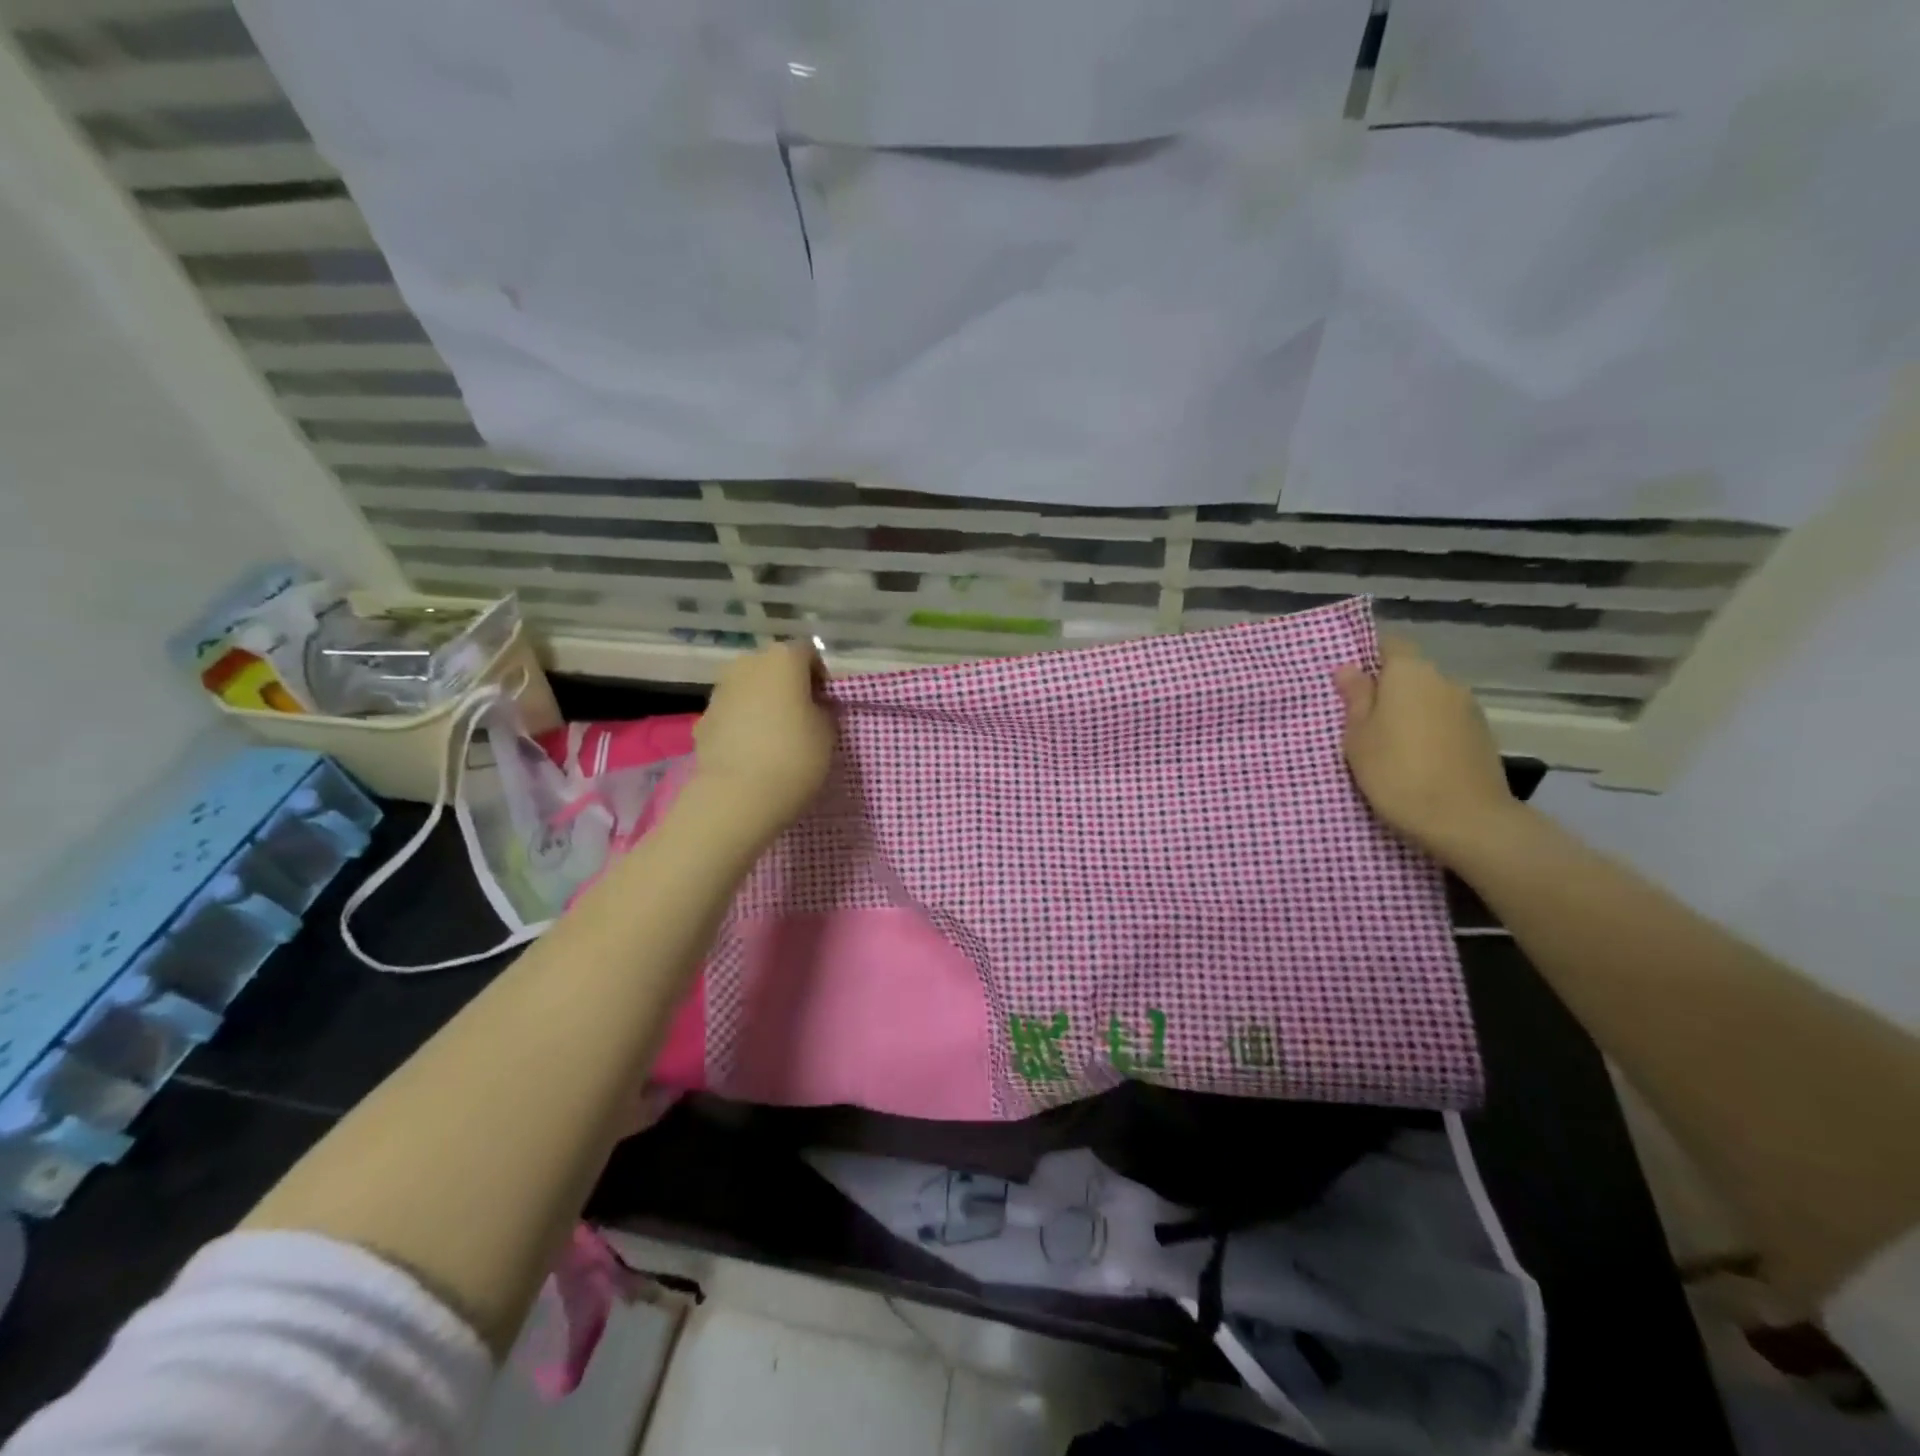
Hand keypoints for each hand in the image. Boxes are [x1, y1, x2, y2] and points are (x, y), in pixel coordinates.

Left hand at [691, 641, 835, 843]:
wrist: (737, 796)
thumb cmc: (794, 756)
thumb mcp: (828, 732)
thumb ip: (823, 710)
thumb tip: (813, 706)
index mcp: (783, 659)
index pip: (808, 653)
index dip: (820, 676)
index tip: (826, 703)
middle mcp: (747, 664)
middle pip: (774, 667)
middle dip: (788, 686)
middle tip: (802, 717)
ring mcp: (720, 690)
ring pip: (749, 689)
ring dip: (762, 703)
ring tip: (775, 737)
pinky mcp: (702, 719)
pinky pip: (731, 713)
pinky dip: (742, 724)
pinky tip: (751, 752)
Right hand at [1332, 637, 1520, 862]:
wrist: (1466, 820)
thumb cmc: (1397, 773)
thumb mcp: (1358, 737)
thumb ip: (1355, 698)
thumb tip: (1349, 668)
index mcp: (1410, 674)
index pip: (1390, 643)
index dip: (1369, 654)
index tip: (1350, 679)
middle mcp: (1444, 681)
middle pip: (1410, 673)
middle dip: (1387, 689)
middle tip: (1360, 719)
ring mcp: (1468, 708)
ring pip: (1429, 698)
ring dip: (1409, 712)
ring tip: (1388, 744)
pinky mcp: (1482, 735)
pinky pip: (1445, 721)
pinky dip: (1429, 731)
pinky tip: (1416, 759)